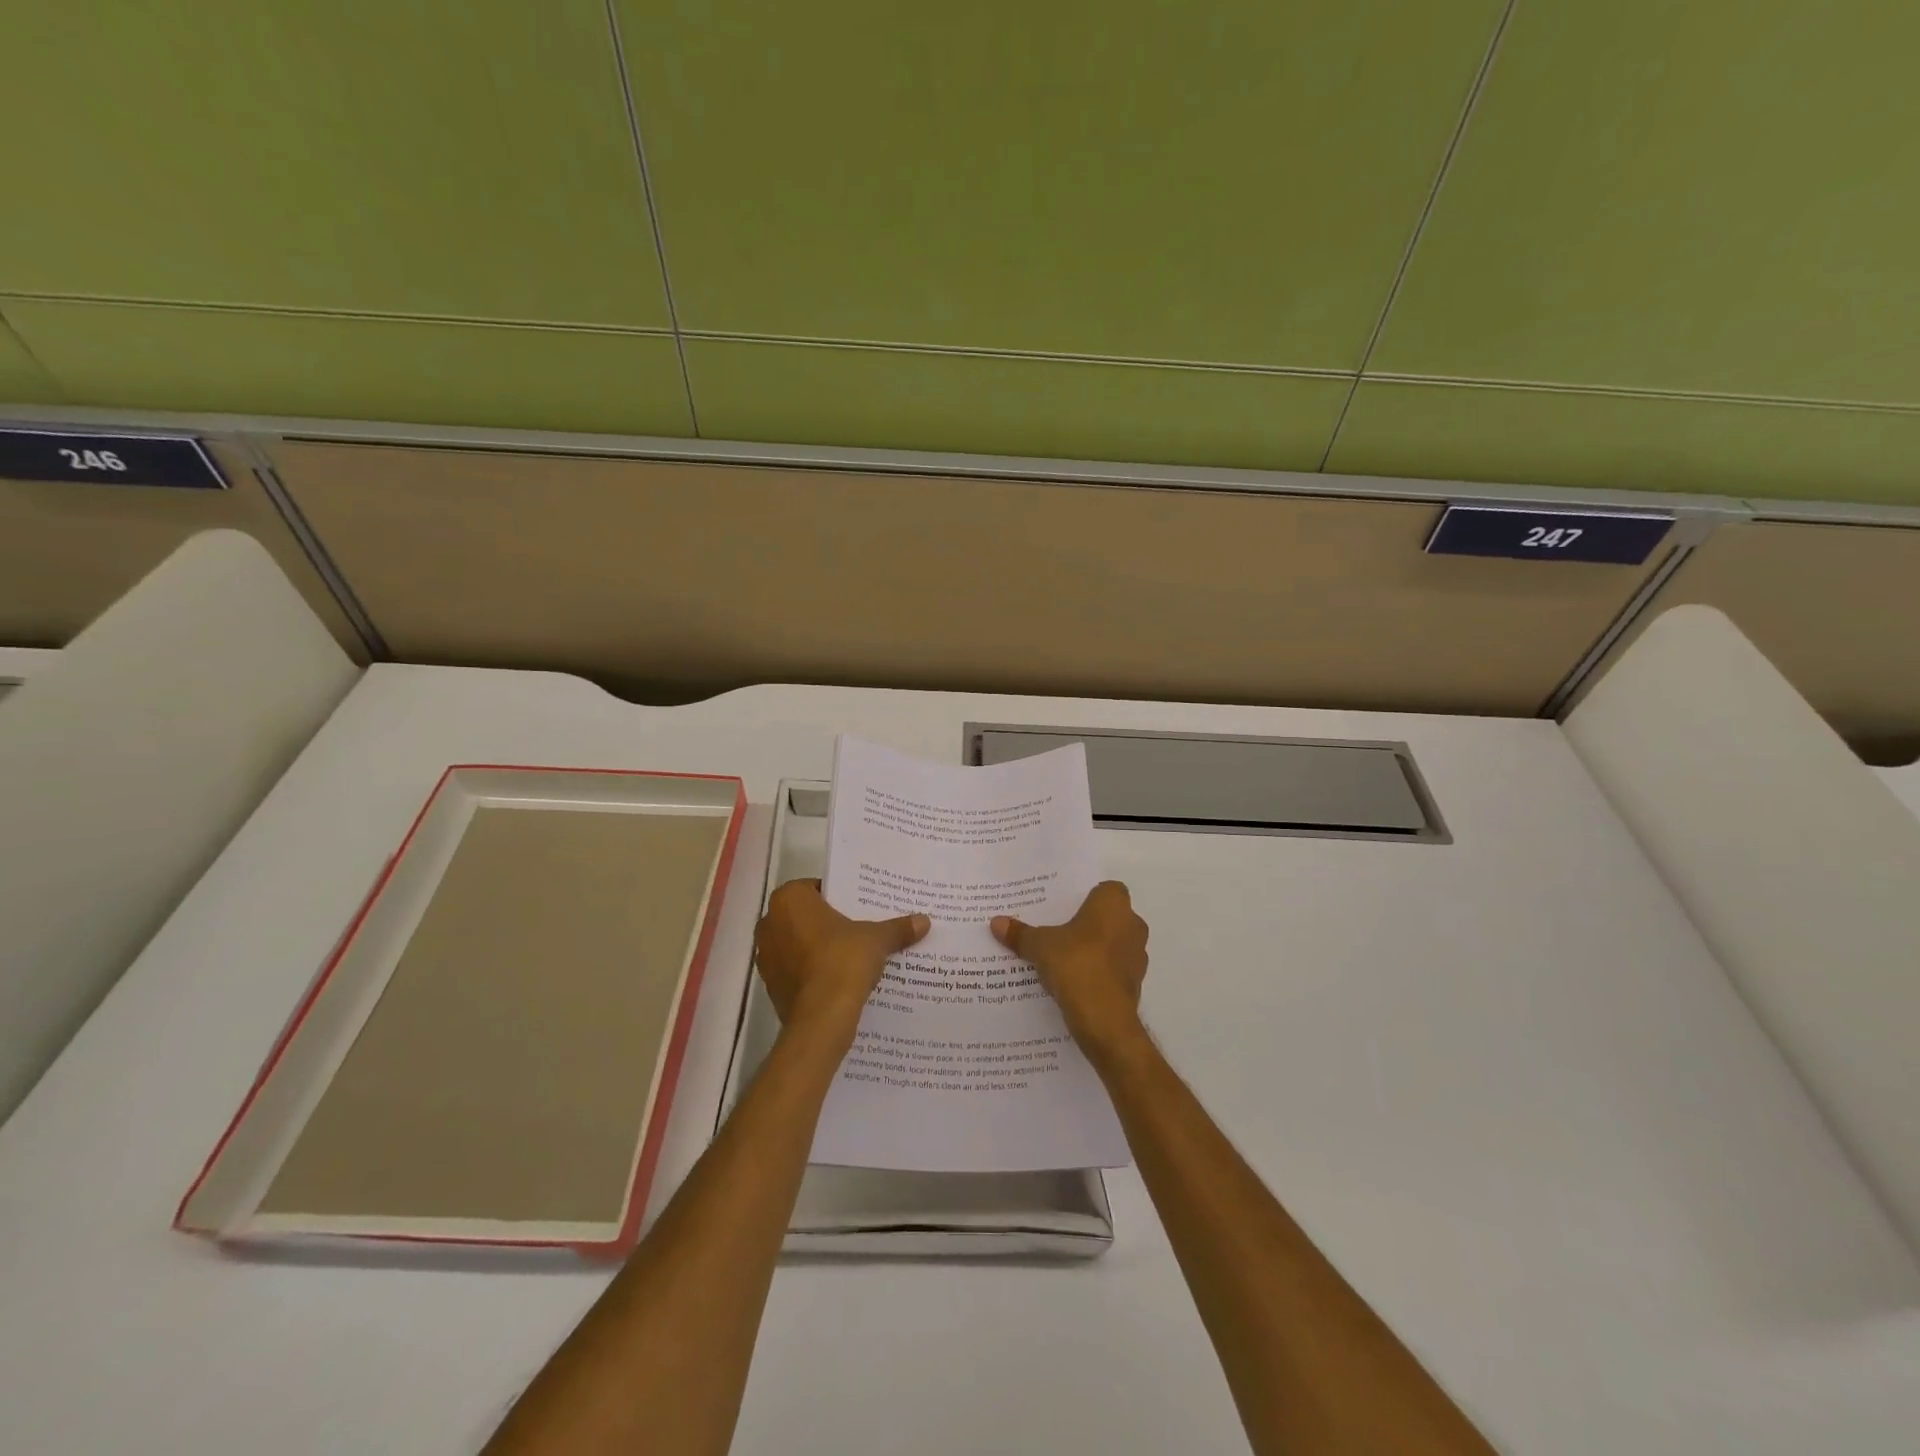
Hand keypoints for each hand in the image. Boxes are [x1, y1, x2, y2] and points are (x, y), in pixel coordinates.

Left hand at [754, 879, 928, 1040]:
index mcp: (790, 900)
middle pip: (804, 916)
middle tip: (857, 929)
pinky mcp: (770, 985)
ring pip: (797, 943)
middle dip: (827, 922)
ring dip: (817, 948)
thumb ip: (897, 928)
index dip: (838, 897)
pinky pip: (794, 970)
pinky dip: (811, 972)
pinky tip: (836, 979)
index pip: (815, 888)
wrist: (821, 1018)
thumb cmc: (843, 962)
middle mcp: (770, 923)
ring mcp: (766, 956)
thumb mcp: (877, 939)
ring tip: (849, 956)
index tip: (858, 907)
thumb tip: (924, 921)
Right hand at [993, 881, 1148, 1061]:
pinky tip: (1073, 981)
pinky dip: (1097, 972)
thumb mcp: (1040, 946)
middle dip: (1087, 923)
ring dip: (1093, 949)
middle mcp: (1132, 924)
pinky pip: (1112, 969)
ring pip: (1112, 944)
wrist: (1104, 1020)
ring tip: (1061, 957)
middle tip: (1056, 929)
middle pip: (1108, 916)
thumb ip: (1020, 933)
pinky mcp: (1134, 983)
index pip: (1106, 889)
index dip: (1086, 896)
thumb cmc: (1076, 965)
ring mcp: (1136, 956)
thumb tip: (995, 922)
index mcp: (1114, 905)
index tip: (1063, 906)